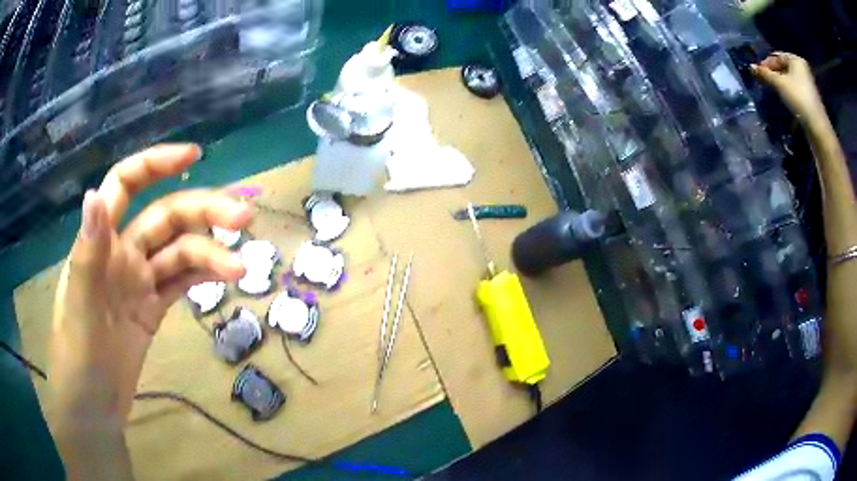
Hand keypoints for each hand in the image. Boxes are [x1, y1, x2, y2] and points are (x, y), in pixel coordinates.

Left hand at [48, 144, 251, 427]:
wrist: (93, 407)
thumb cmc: (77, 358)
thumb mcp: (79, 310)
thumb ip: (87, 255)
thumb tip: (92, 195)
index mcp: (100, 243)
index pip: (126, 185)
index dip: (156, 164)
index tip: (194, 157)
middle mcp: (122, 253)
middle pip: (165, 217)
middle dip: (202, 212)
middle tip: (243, 219)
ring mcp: (139, 282)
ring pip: (179, 251)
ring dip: (210, 252)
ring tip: (240, 269)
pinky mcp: (152, 309)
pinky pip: (180, 283)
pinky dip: (202, 276)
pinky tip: (224, 279)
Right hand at [751, 52, 825, 123]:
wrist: (818, 127)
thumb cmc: (800, 101)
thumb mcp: (780, 84)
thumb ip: (765, 74)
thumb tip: (750, 68)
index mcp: (796, 59)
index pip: (776, 55)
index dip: (766, 62)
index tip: (758, 72)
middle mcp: (802, 67)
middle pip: (783, 66)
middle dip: (773, 72)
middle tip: (764, 81)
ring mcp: (807, 83)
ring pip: (789, 78)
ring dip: (780, 83)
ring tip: (773, 91)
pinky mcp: (810, 97)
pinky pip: (795, 88)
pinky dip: (788, 91)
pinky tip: (785, 99)